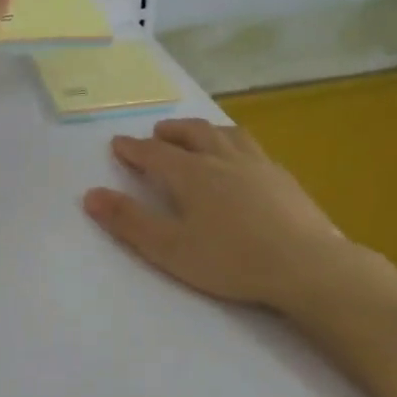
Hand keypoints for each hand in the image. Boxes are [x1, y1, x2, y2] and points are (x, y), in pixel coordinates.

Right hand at [83, 118, 350, 312]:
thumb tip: (91, 194)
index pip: (154, 153)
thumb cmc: (231, 260)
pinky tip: (242, 162)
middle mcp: (222, 159)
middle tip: (156, 134)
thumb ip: (129, 221)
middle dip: (169, 132)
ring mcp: (257, 165)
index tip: (118, 144)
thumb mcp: (170, 248)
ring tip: (198, 136)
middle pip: (192, 133)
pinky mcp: (283, 178)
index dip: (133, 149)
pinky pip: (252, 148)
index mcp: (192, 174)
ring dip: (204, 131)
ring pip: (226, 134)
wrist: (306, 265)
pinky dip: (235, 145)